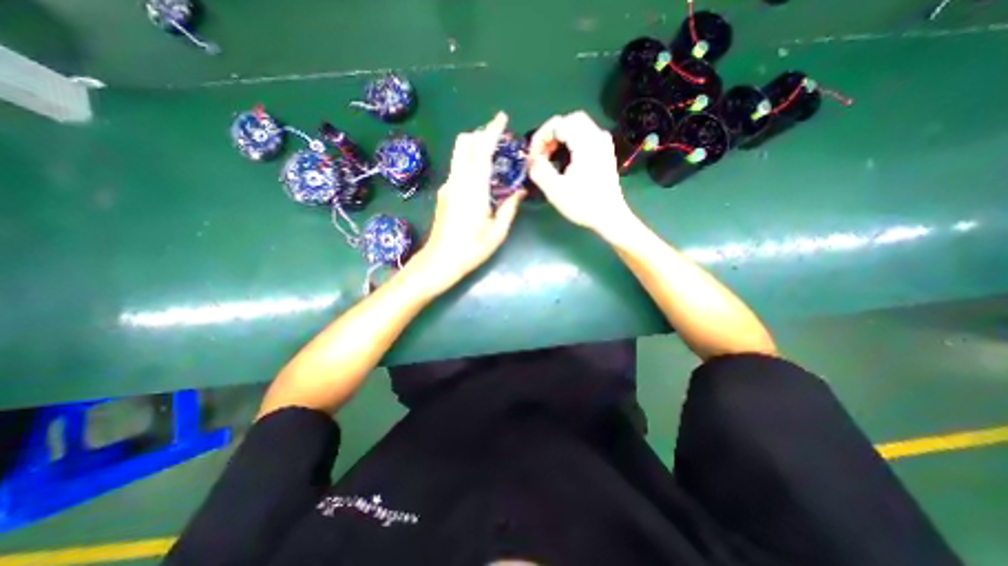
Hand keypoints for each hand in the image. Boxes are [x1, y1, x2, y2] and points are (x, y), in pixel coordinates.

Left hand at [405, 110, 524, 296]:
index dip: (491, 133)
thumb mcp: (497, 233)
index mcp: (473, 190)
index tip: (501, 119)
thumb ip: (509, 208)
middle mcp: (458, 182)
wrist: (440, 260)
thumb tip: (520, 191)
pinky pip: (458, 167)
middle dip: (482, 134)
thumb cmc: (471, 250)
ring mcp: (448, 186)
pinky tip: (482, 174)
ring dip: (475, 146)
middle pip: (465, 145)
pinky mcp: (445, 192)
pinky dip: (471, 160)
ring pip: (459, 154)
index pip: (481, 152)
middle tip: (500, 137)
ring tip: (493, 153)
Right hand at [524, 110, 630, 234]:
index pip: (558, 123)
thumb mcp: (555, 190)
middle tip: (541, 154)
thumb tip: (532, 160)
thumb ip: (539, 170)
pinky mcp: (604, 151)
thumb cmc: (583, 205)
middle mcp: (597, 136)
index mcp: (586, 143)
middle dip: (550, 134)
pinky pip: (584, 135)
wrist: (610, 217)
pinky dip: (570, 141)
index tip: (533, 158)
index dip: (540, 138)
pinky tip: (563, 159)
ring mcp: (603, 143)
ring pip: (577, 126)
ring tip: (549, 158)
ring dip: (559, 138)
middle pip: (569, 120)